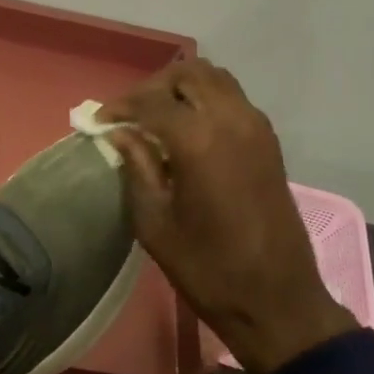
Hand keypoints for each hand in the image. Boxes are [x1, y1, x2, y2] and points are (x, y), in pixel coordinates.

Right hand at [100, 59, 354, 373]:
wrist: (275, 298)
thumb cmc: (207, 268)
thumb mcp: (155, 223)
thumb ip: (137, 168)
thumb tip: (120, 133)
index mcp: (199, 141)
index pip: (152, 102)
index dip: (120, 107)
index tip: (97, 121)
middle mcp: (232, 120)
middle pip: (189, 74)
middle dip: (153, 87)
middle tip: (128, 115)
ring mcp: (257, 127)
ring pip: (216, 80)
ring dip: (182, 89)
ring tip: (155, 119)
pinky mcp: (269, 142)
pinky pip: (233, 100)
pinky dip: (206, 101)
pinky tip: (187, 133)